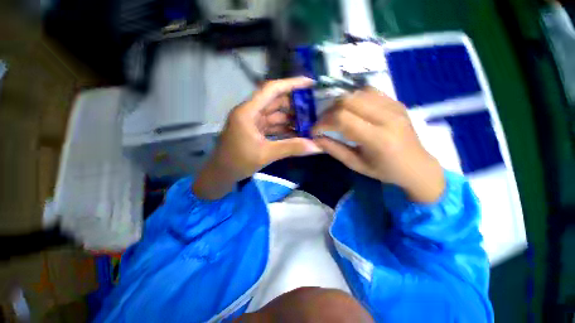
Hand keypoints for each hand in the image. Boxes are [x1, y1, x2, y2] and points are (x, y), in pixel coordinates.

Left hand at [193, 77, 320, 199]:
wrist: (222, 174)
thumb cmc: (238, 162)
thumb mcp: (266, 154)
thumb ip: (291, 148)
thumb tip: (316, 146)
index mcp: (248, 111)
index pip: (271, 90)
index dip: (291, 84)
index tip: (309, 84)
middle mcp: (251, 112)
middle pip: (275, 102)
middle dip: (295, 104)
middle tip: (314, 108)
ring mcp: (253, 122)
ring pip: (276, 115)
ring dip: (291, 118)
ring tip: (310, 121)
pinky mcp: (256, 131)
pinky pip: (273, 126)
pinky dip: (285, 128)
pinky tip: (298, 132)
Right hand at [312, 88, 444, 202]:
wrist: (417, 165)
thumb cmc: (384, 170)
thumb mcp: (356, 165)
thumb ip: (334, 150)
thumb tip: (316, 138)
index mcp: (377, 139)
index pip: (342, 119)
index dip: (323, 122)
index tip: (315, 130)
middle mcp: (387, 117)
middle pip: (348, 100)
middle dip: (329, 111)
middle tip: (323, 123)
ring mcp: (394, 106)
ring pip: (357, 93)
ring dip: (340, 103)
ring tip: (335, 116)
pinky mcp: (396, 102)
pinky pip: (369, 91)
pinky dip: (354, 98)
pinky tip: (351, 109)